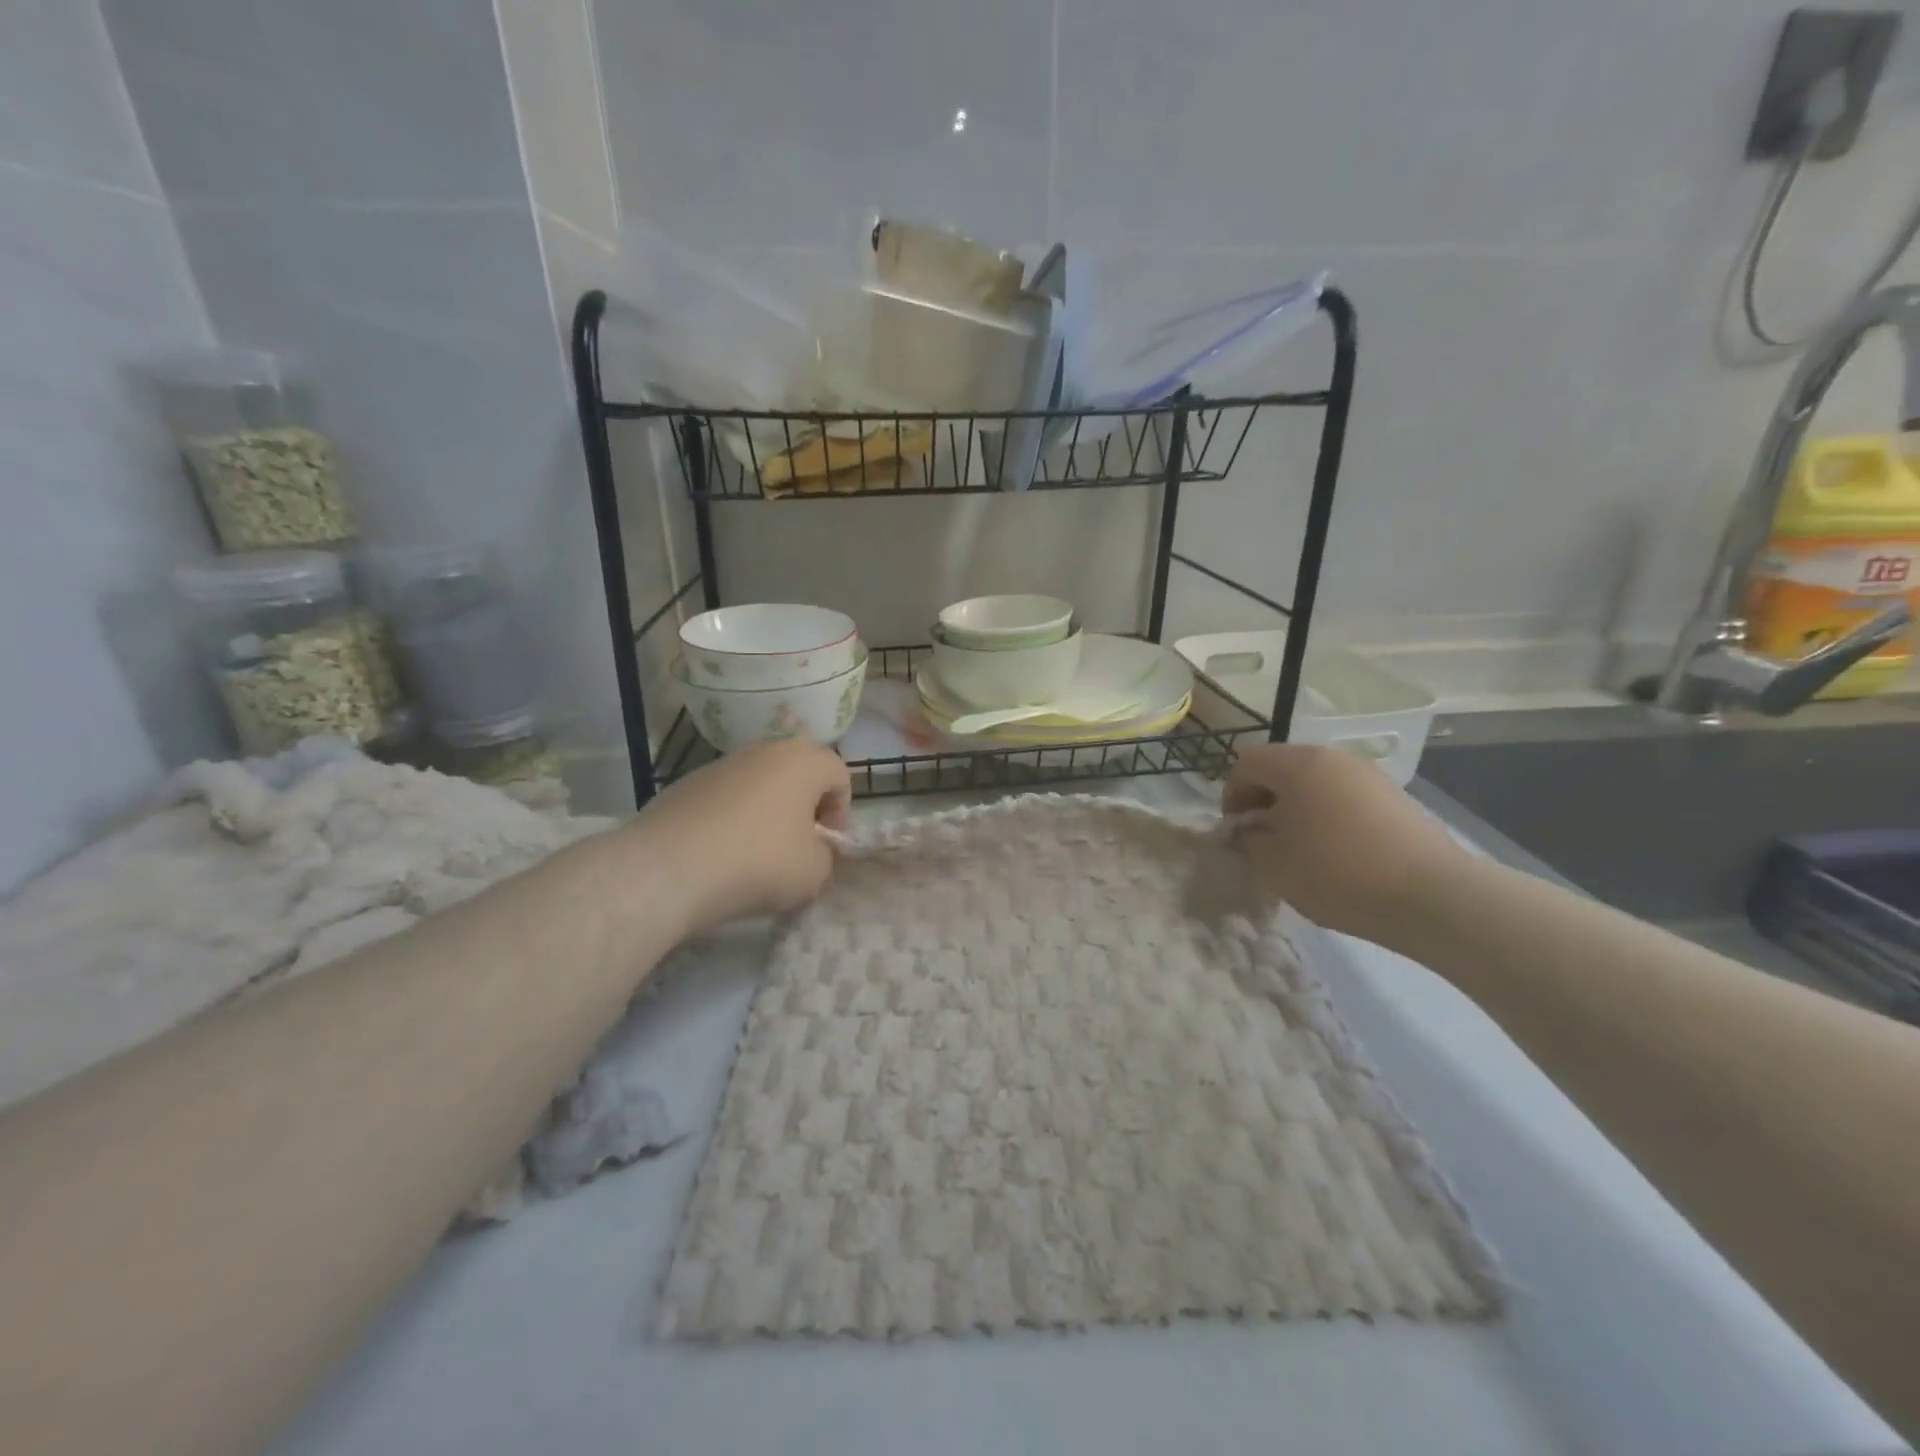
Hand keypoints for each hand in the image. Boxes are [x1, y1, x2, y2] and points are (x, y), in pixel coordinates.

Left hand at [632, 739, 851, 933]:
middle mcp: (764, 750)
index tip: (826, 843)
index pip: (839, 774)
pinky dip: (730, 819)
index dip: (841, 810)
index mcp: (803, 761)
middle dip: (803, 806)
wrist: (670, 868)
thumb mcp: (815, 872)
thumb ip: (825, 855)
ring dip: (766, 811)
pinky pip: (724, 798)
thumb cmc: (760, 862)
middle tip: (797, 844)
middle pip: (797, 773)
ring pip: (759, 783)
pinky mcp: (685, 784)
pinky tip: (719, 854)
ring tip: (755, 853)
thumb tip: (811, 850)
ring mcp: (720, 764)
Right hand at [1222, 743, 1468, 941]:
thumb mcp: (1274, 863)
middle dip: (1264, 799)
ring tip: (1300, 848)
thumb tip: (1249, 830)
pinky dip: (1329, 816)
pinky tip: (1336, 853)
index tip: (1236, 830)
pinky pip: (1345, 797)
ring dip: (1297, 808)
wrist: (1432, 895)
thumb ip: (1249, 840)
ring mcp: (1369, 775)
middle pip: (1283, 768)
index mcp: (1298, 764)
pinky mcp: (1395, 798)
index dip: (1231, 794)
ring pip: (1316, 782)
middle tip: (1263, 838)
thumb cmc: (1337, 872)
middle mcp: (1333, 758)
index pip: (1247, 763)